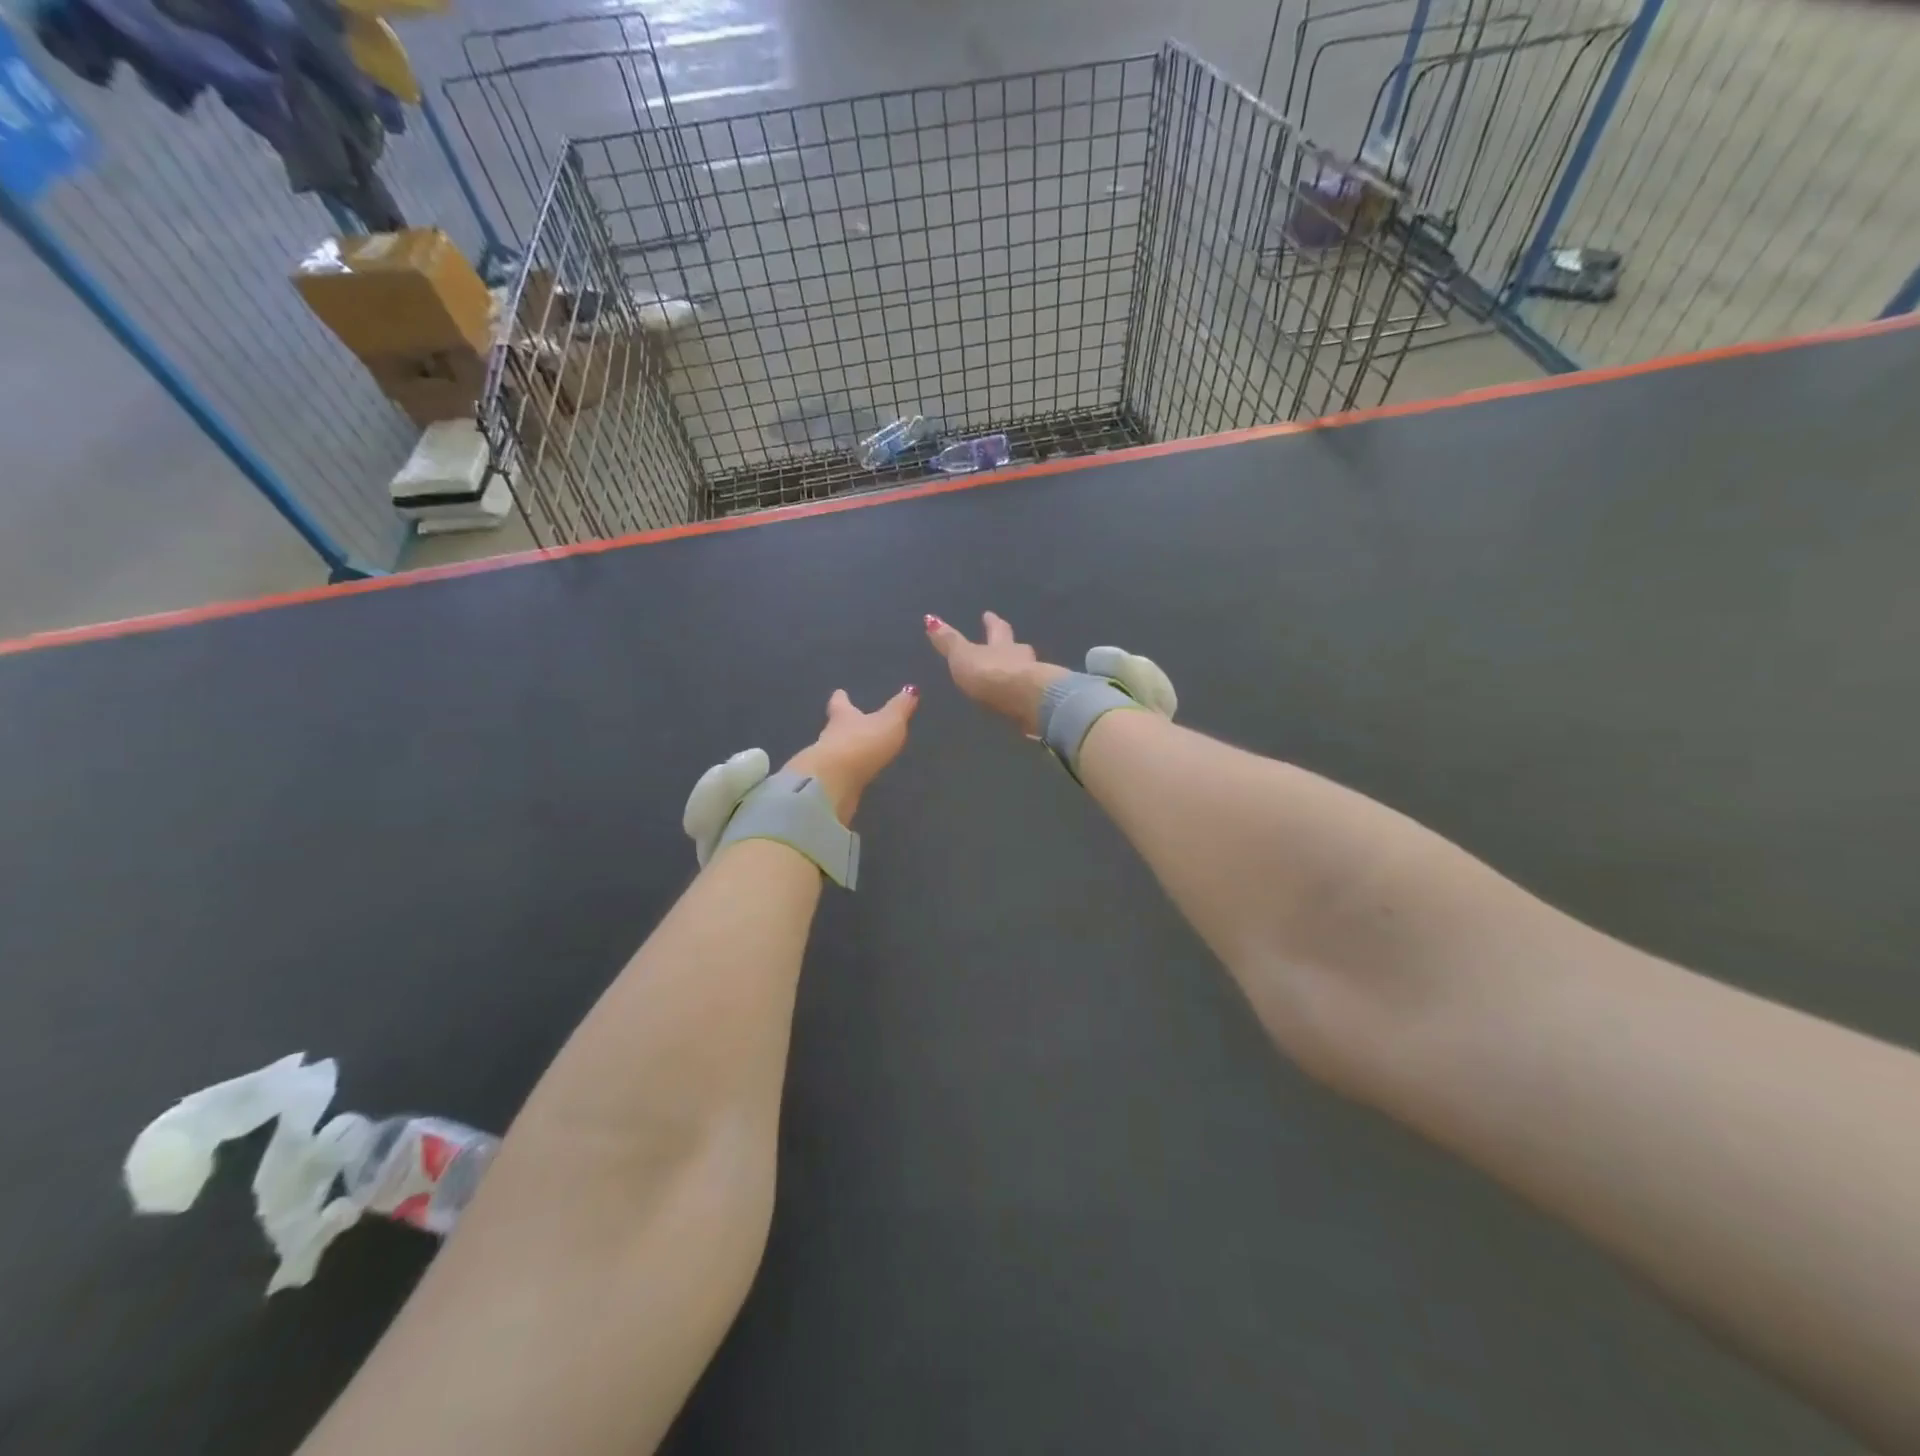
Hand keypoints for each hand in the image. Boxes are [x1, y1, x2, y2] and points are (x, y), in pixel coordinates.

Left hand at [783, 685, 919, 821]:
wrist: (833, 783)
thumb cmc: (862, 743)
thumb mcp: (889, 722)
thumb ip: (900, 708)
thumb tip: (911, 689)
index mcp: (843, 717)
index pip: (840, 704)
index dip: (841, 698)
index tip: (840, 693)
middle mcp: (830, 736)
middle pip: (835, 728)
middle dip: (843, 726)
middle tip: (851, 724)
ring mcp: (827, 763)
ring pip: (836, 753)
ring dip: (845, 753)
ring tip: (858, 755)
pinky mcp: (829, 785)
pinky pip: (838, 777)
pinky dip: (845, 776)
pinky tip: (853, 780)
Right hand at [924, 612, 1068, 735]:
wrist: (1025, 700)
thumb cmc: (990, 673)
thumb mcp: (963, 656)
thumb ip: (949, 641)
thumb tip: (931, 618)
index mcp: (1002, 644)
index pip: (996, 629)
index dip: (991, 621)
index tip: (989, 614)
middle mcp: (1020, 657)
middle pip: (1016, 647)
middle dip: (1010, 644)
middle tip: (1009, 642)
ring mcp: (1033, 679)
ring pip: (1026, 669)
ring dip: (1019, 669)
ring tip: (1013, 673)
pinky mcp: (1038, 701)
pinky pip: (1029, 693)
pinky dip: (1023, 693)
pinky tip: (1019, 699)